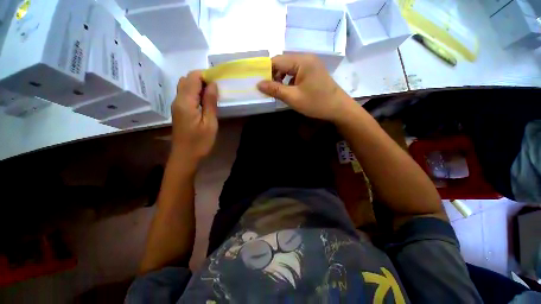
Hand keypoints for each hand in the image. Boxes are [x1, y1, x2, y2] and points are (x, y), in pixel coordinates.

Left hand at [171, 71, 218, 163]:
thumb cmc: (200, 142)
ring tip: (212, 96)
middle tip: (216, 90)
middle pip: (187, 79)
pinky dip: (195, 93)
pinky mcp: (178, 110)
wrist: (185, 156)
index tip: (218, 83)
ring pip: (185, 86)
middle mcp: (177, 100)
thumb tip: (213, 84)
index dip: (205, 75)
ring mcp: (176, 105)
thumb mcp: (210, 123)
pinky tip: (205, 102)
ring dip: (199, 86)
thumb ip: (210, 102)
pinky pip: (185, 94)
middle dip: (202, 79)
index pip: (193, 77)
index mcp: (185, 102)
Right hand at [257, 54, 354, 121]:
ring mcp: (311, 63)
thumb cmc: (316, 103)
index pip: (277, 60)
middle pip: (283, 62)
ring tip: (277, 90)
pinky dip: (289, 79)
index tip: (259, 83)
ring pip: (289, 67)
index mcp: (302, 61)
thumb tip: (258, 84)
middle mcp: (306, 57)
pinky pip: (296, 71)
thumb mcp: (293, 98)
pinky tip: (288, 89)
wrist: (338, 108)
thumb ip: (275, 90)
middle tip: (267, 89)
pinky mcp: (313, 70)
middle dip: (273, 74)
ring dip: (281, 77)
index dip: (266, 71)